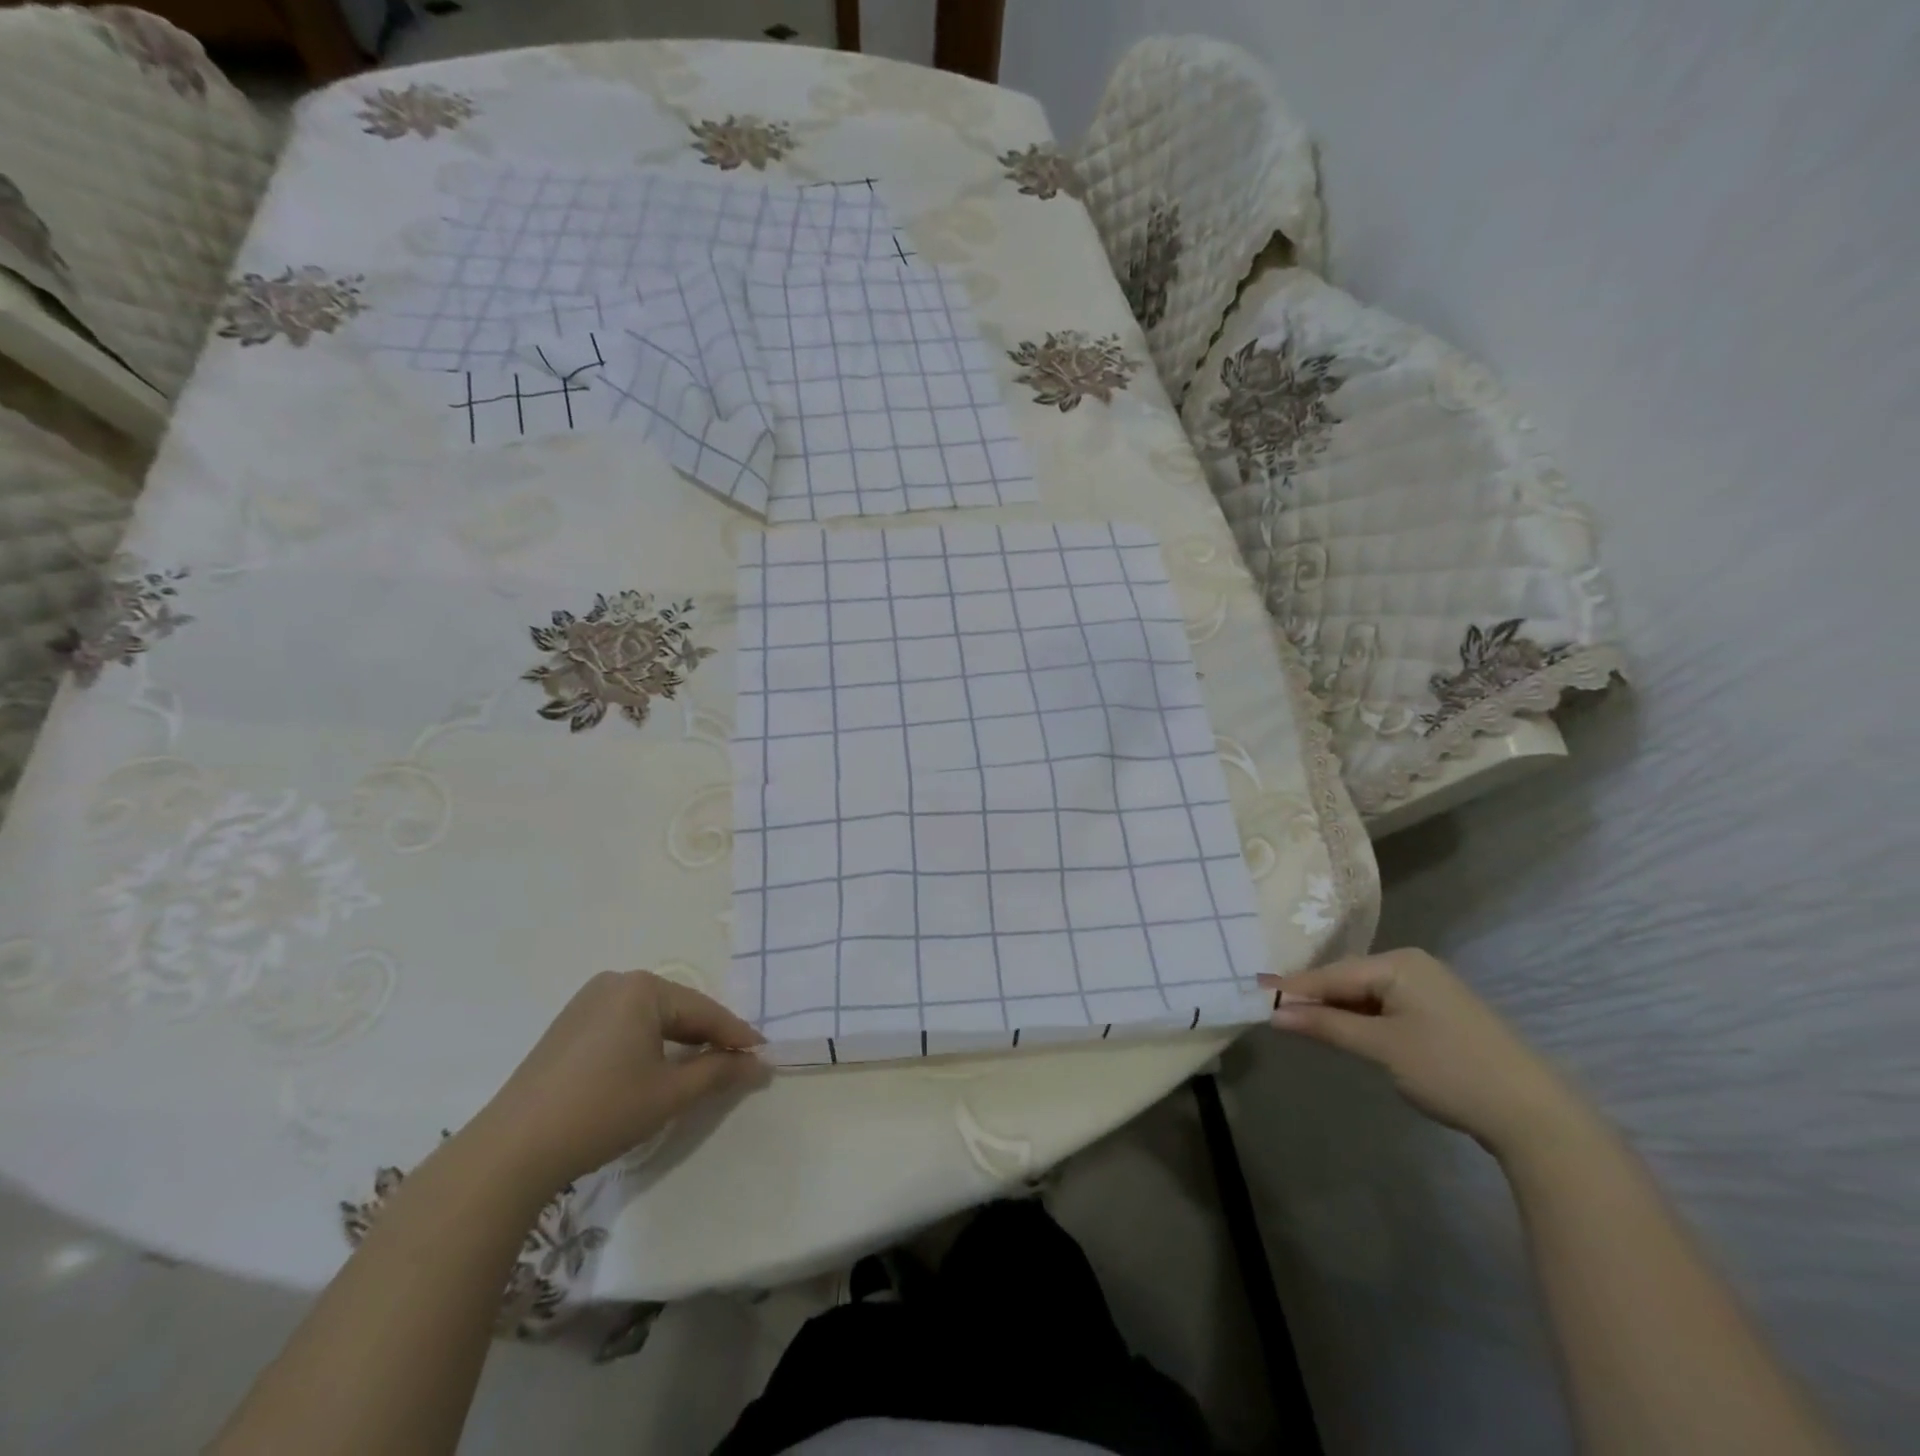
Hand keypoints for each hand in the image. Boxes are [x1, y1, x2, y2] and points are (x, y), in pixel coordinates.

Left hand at [476, 970, 768, 1189]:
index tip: (763, 1055)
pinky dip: (648, 1044)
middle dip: (708, 1037)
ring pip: (651, 1017)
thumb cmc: (601, 1112)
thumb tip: (760, 1064)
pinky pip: (625, 1025)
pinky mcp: (568, 1025)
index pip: (704, 1011)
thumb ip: (720, 1072)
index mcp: (642, 988)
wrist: (510, 1151)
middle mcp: (615, 982)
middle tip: (737, 1063)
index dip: (737, 1035)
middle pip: (678, 1009)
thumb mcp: (670, 1093)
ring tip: (702, 1068)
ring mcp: (587, 1001)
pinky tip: (656, 1068)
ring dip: (679, 1041)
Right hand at [1262, 950, 1586, 1156]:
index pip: (1333, 974)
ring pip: (1366, 995)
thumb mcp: (1381, 1047)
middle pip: (1348, 980)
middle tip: (1272, 1012)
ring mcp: (1430, 989)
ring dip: (1336, 1011)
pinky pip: (1385, 1008)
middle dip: (1313, 998)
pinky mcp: (1440, 1015)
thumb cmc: (1450, 1070)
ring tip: (1298, 1023)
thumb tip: (1275, 1013)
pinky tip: (1344, 1032)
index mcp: (1400, 964)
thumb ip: (1326, 1025)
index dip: (1293, 988)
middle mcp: (1413, 966)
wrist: (1534, 1115)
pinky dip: (1361, 1020)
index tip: (1254, 993)